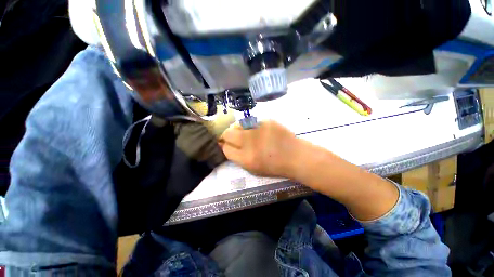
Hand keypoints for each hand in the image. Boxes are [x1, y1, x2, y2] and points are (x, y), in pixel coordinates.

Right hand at [219, 120, 300, 177]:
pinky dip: (253, 127)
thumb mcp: (253, 169)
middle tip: (233, 137)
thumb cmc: (274, 167)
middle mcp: (249, 142)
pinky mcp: (267, 121)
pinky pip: (253, 122)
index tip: (226, 144)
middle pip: (228, 134)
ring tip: (248, 134)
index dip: (224, 146)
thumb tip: (226, 146)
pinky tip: (261, 132)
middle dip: (227, 136)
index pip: (226, 149)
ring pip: (239, 125)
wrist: (296, 156)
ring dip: (239, 130)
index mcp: (246, 158)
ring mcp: (259, 129)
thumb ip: (238, 158)